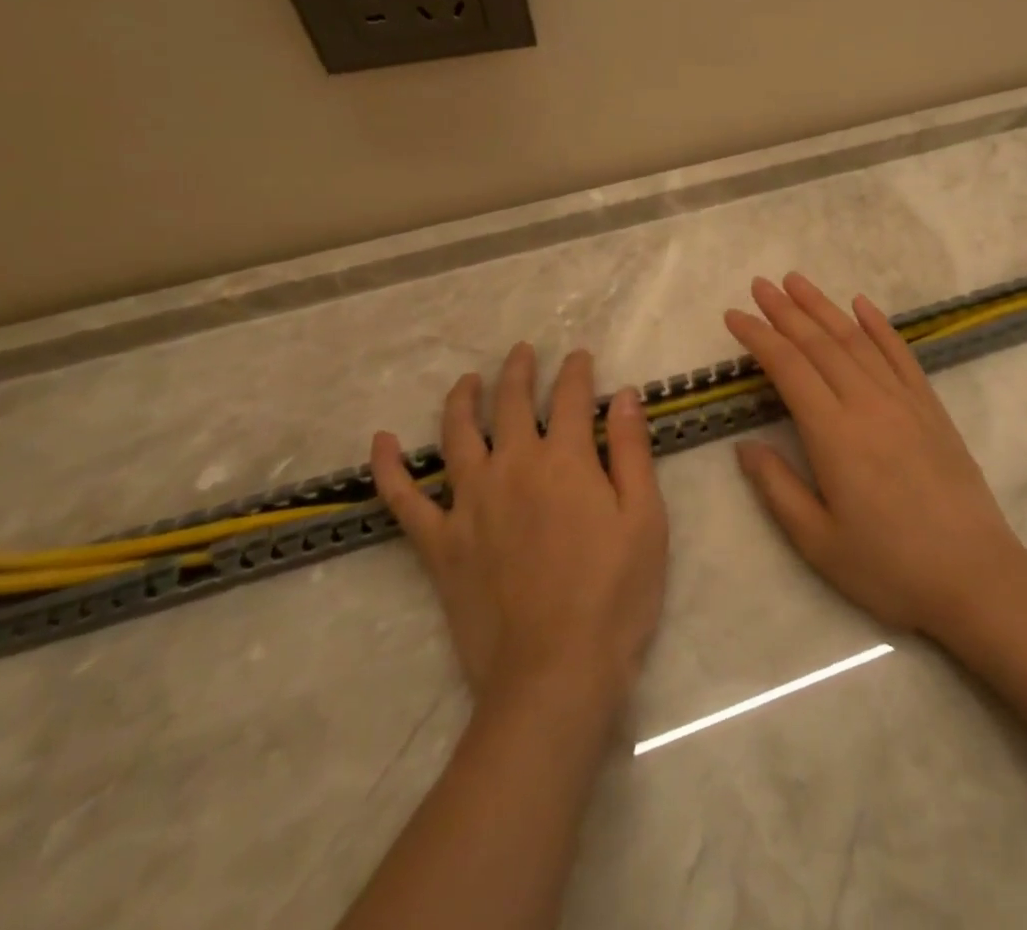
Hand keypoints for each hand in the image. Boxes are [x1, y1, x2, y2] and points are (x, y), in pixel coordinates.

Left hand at [371, 344, 668, 713]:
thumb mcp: (645, 518)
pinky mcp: (440, 545)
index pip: (571, 397)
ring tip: (468, 381)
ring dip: (462, 400)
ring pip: (457, 435)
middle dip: (519, 372)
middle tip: (522, 353)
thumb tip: (625, 395)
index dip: (577, 371)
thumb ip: (633, 451)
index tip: (580, 357)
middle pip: (511, 404)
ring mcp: (470, 504)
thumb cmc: (615, 594)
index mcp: (566, 459)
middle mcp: (513, 467)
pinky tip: (381, 443)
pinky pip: (404, 500)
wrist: (555, 674)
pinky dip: (388, 469)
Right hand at [726, 273, 1026, 638]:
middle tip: (760, 285)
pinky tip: (861, 305)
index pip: (788, 368)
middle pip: (819, 343)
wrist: (974, 575)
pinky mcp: (930, 406)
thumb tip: (745, 445)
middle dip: (785, 311)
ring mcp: (903, 400)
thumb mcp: (818, 542)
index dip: (759, 337)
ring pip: (856, 340)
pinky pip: (900, 353)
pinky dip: (878, 325)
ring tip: (797, 281)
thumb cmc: (889, 566)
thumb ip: (777, 488)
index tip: (734, 316)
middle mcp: (867, 403)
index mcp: (834, 434)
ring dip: (824, 307)